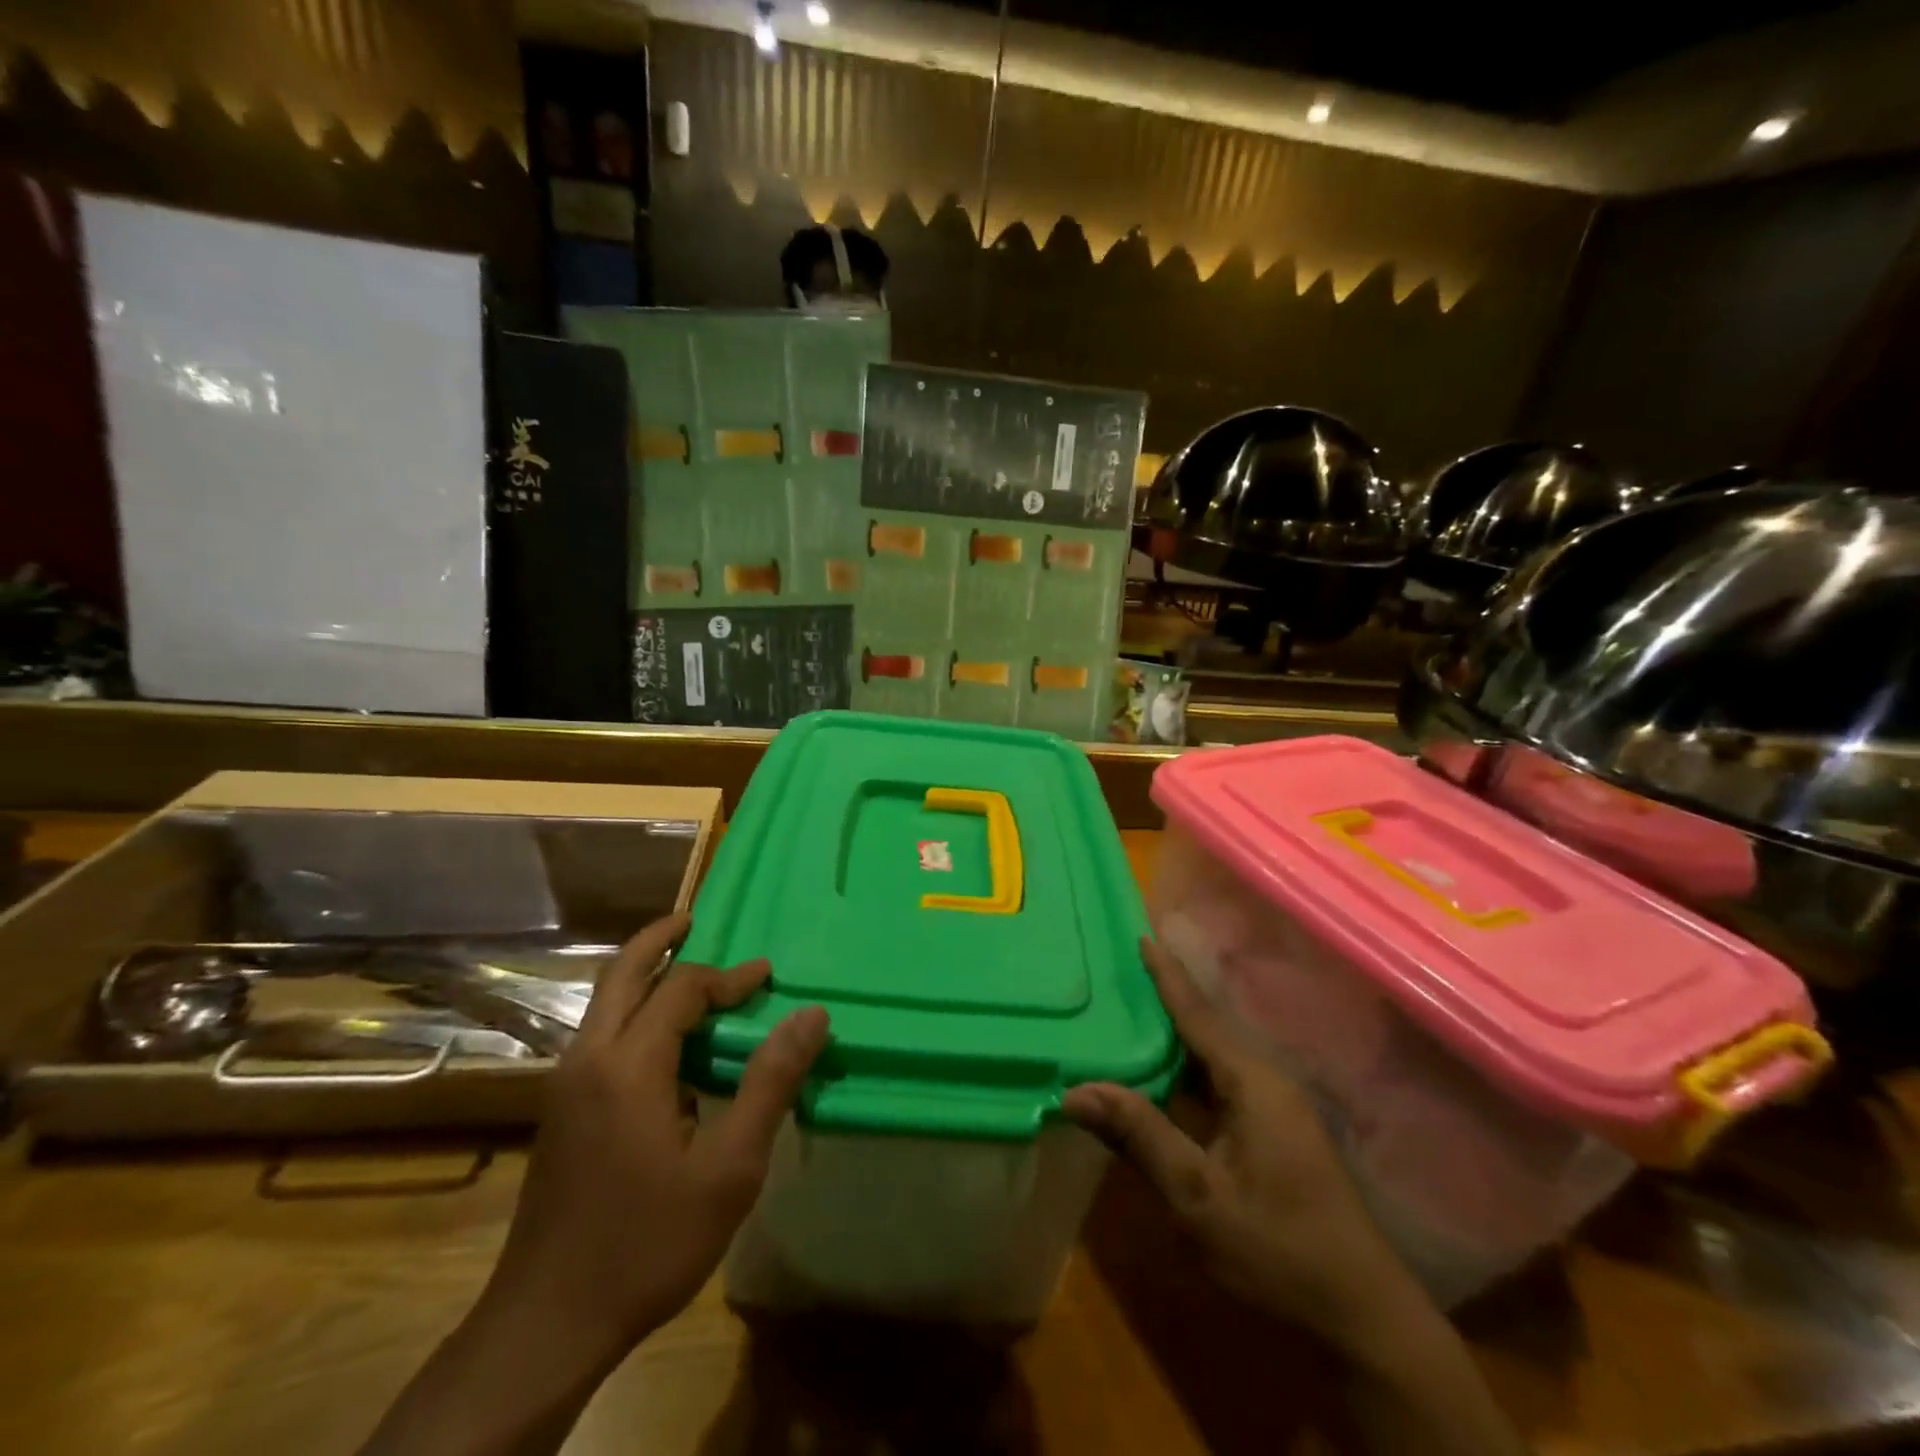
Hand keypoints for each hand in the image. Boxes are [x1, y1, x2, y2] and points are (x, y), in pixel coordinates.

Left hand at [478, 911, 829, 1364]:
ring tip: (687, 968)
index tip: (769, 977)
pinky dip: (634, 1010)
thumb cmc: (648, 1241)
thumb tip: (812, 1016)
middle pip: (622, 974)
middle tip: (694, 918)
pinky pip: (601, 1034)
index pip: (683, 990)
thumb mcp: (730, 1168)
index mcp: (628, 1065)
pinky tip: (665, 1040)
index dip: (730, 977)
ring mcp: (566, 1085)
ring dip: (644, 974)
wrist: (547, 1324)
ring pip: (604, 1003)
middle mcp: (588, 1059)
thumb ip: (771, 1082)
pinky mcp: (560, 1111)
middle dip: (658, 939)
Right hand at [1063, 936, 1410, 1344]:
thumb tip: (1076, 1090)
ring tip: (1124, 1015)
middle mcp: (1264, 1083)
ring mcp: (1272, 1111)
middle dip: (1162, 1001)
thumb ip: (1140, 1136)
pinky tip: (1155, 1078)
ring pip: (1210, 1060)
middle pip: (1204, 1029)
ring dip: (1171, 1039)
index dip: (1167, 976)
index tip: (1141, 936)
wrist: (1363, 1321)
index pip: (1198, 1015)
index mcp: (1252, 1083)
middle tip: (1115, 975)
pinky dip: (1182, 1074)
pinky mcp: (1271, 1136)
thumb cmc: (1280, 1252)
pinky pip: (1217, 1086)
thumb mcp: (1199, 1197)